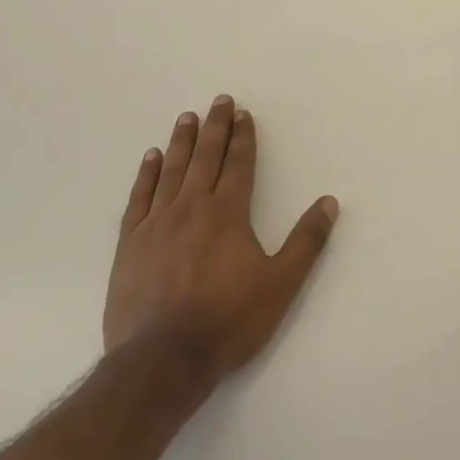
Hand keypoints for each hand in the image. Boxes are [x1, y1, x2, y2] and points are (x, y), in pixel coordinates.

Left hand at [104, 95, 338, 381]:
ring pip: (171, 170)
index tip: (243, 113)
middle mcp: (192, 207)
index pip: (239, 164)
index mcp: (228, 213)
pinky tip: (150, 158)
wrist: (163, 359)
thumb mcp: (281, 284)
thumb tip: (329, 202)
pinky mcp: (131, 242)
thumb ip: (306, 241)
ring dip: (181, 141)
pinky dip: (146, 174)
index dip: (243, 137)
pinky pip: (140, 197)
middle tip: (218, 100)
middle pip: (206, 157)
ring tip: (186, 117)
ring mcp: (157, 222)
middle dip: (214, 127)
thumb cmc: (228, 321)